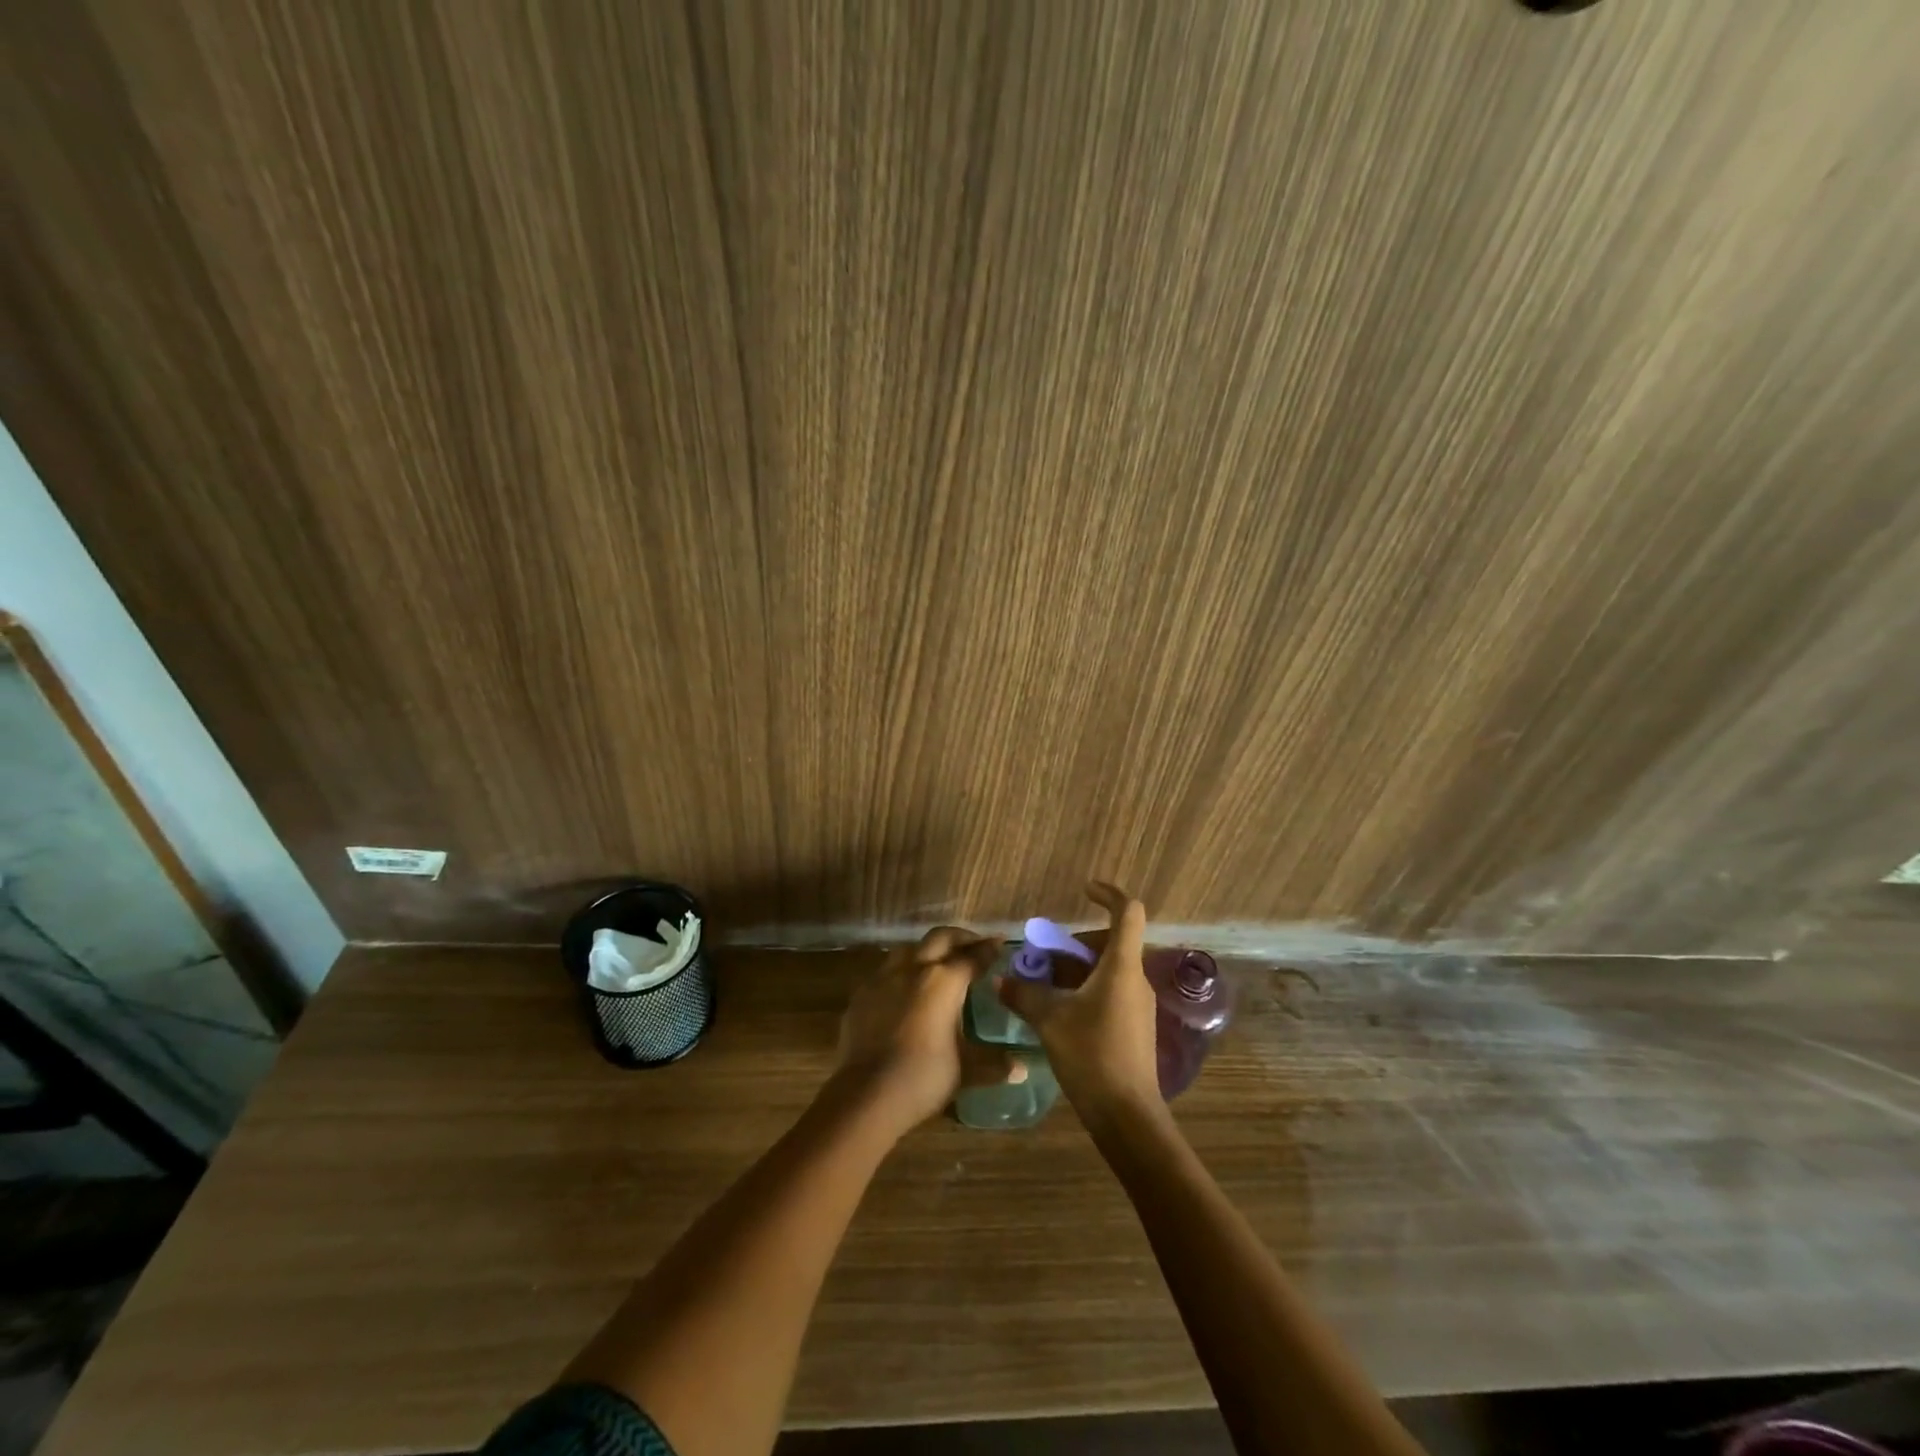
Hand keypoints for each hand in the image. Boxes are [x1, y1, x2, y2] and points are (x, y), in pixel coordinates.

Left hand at [833, 926, 1008, 1137]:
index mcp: (944, 981)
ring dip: (928, 950)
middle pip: (940, 938)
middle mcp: (914, 968)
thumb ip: (993, 1063)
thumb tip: (1022, 1069)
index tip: (999, 943)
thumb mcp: (965, 1070)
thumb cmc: (923, 1078)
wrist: (865, 1095)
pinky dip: (902, 972)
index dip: (988, 949)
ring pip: (909, 948)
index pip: (972, 957)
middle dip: (960, 938)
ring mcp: (884, 978)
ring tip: (938, 962)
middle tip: (973, 945)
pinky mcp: (862, 994)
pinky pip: (886, 971)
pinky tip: (905, 989)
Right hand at [998, 881, 1162, 1125]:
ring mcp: (1138, 1004)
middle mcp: (1135, 979)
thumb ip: (1024, 994)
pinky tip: (1059, 1011)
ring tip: (1044, 983)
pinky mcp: (1134, 1027)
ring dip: (1077, 969)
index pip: (1128, 912)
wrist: (1127, 1115)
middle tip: (1045, 954)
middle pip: (1112, 942)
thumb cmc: (1092, 1055)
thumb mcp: (1050, 1020)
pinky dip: (1085, 989)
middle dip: (1076, 942)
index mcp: (1122, 966)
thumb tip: (1000, 980)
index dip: (1108, 894)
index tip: (1084, 890)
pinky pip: (1110, 992)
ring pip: (1108, 970)